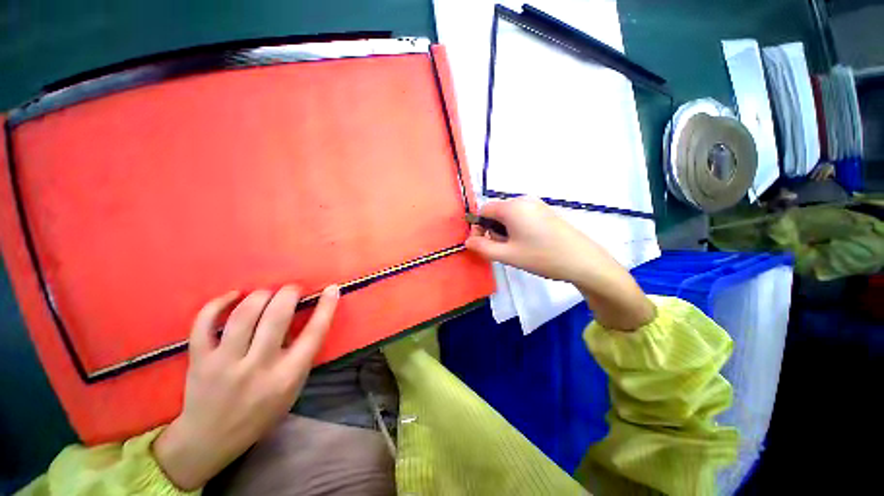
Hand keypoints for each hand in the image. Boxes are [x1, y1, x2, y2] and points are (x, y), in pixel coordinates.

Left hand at [153, 284, 338, 490]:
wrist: (210, 440)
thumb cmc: (260, 414)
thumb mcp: (292, 388)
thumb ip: (301, 355)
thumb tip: (306, 318)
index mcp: (288, 376)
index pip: (314, 333)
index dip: (326, 307)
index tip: (332, 289)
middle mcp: (258, 367)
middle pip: (277, 316)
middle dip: (289, 293)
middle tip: (292, 289)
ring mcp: (225, 363)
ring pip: (243, 315)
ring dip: (260, 295)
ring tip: (267, 293)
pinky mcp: (198, 360)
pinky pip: (204, 323)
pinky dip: (218, 303)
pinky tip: (233, 295)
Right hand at [465, 197, 653, 329]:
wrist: (583, 261)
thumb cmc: (542, 257)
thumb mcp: (508, 255)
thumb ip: (483, 248)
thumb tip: (467, 241)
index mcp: (512, 207)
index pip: (484, 210)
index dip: (478, 227)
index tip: (482, 244)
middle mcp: (524, 200)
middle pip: (496, 212)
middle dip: (493, 230)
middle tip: (503, 249)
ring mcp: (537, 205)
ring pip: (509, 215)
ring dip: (505, 231)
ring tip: (516, 249)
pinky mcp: (546, 212)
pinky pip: (522, 216)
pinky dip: (517, 229)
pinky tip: (528, 244)